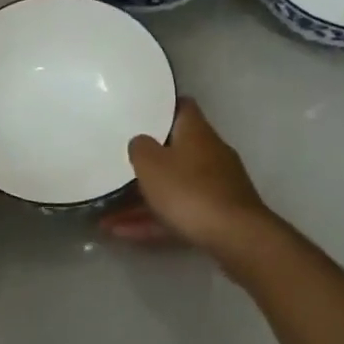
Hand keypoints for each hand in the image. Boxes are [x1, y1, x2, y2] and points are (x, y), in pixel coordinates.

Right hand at [102, 98, 269, 252]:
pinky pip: (179, 213)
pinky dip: (154, 221)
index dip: (161, 108)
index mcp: (196, 132)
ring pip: (173, 187)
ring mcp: (216, 186)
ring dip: (142, 201)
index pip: (182, 107)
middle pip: (175, 150)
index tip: (139, 114)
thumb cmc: (189, 190)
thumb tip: (140, 142)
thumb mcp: (151, 164)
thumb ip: (139, 148)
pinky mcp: (218, 215)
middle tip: (118, 167)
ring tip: (107, 216)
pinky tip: (124, 234)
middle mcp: (210, 153)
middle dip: (147, 163)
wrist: (235, 237)